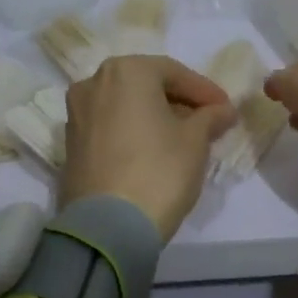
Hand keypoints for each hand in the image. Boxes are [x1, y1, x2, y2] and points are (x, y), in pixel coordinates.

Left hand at [60, 55, 237, 238]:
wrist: (109, 226)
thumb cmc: (159, 171)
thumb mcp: (196, 141)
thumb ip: (210, 118)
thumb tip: (223, 110)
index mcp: (126, 71)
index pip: (175, 73)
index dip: (205, 92)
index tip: (226, 111)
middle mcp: (94, 83)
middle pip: (146, 86)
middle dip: (178, 103)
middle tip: (207, 124)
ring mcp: (76, 115)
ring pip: (126, 107)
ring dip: (155, 118)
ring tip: (182, 140)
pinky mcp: (71, 146)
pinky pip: (110, 128)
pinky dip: (133, 133)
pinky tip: (153, 154)